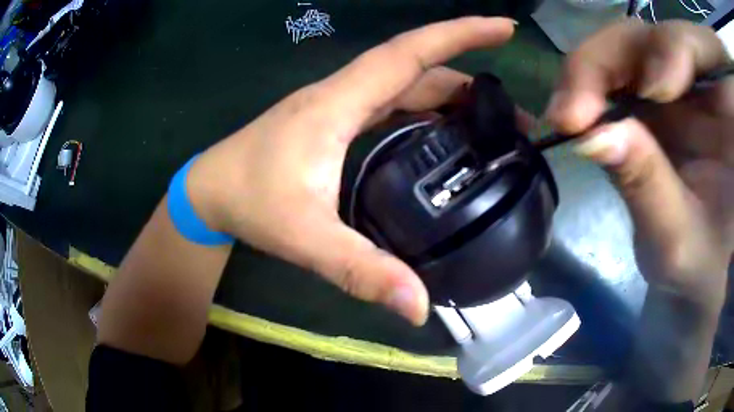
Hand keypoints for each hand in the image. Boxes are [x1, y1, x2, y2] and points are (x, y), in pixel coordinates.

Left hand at [182, 18, 516, 324]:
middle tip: (520, 113)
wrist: (209, 190)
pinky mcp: (340, 122)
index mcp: (341, 102)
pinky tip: (449, 134)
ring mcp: (343, 106)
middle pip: (421, 68)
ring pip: (410, 86)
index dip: (460, 33)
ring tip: (498, 126)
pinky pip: (396, 104)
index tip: (504, 27)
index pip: (412, 52)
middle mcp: (347, 93)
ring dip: (456, 96)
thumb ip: (360, 272)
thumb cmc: (248, 201)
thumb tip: (418, 308)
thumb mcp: (305, 237)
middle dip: (474, 74)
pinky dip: (430, 111)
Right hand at [546, 19, 733, 311]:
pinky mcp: (652, 96)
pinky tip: (575, 111)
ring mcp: (676, 87)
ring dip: (593, 67)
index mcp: (727, 117)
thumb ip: (649, 186)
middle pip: (655, 31)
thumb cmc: (698, 268)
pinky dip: (590, 82)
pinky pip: (616, 67)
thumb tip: (592, 134)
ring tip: (569, 113)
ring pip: (630, 42)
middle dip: (614, 55)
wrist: (692, 276)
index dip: (675, 47)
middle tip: (576, 105)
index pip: (701, 44)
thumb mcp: (678, 240)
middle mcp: (703, 88)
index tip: (651, 94)